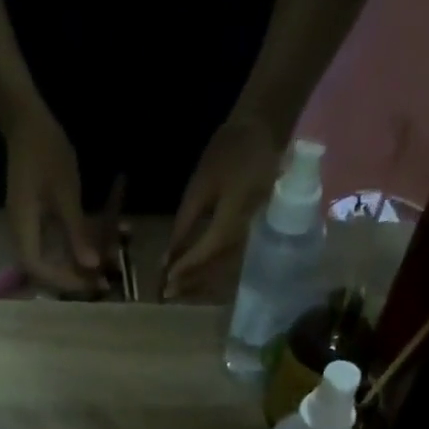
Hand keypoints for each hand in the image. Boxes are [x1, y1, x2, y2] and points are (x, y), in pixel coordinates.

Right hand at [5, 107, 104, 294]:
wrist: (28, 121)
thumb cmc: (45, 152)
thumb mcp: (66, 193)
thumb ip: (77, 232)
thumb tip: (91, 266)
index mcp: (23, 229)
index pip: (37, 269)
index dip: (62, 281)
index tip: (89, 283)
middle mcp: (23, 233)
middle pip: (45, 270)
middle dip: (74, 277)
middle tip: (100, 281)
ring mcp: (29, 226)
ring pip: (53, 257)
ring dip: (78, 263)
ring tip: (104, 266)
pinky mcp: (38, 219)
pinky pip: (56, 242)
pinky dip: (76, 245)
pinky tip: (96, 244)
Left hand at [163, 116, 285, 298]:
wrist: (263, 134)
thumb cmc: (228, 154)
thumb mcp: (200, 186)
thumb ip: (184, 225)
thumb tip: (167, 259)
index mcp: (236, 216)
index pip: (208, 251)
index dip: (186, 267)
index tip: (165, 280)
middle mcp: (250, 233)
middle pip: (218, 270)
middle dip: (192, 284)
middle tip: (168, 294)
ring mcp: (257, 239)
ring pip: (227, 273)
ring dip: (202, 286)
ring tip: (180, 292)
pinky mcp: (258, 240)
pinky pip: (235, 267)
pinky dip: (215, 277)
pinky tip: (199, 283)